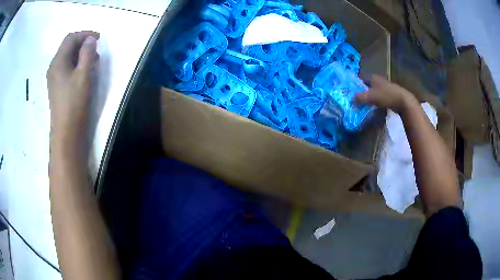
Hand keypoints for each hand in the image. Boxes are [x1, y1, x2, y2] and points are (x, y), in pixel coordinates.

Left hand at [47, 31, 99, 146]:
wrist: (66, 131)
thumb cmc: (74, 103)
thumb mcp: (83, 75)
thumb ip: (87, 54)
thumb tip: (90, 40)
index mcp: (58, 62)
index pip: (70, 38)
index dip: (84, 35)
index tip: (98, 38)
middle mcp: (54, 67)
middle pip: (67, 46)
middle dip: (82, 44)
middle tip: (96, 50)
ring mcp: (54, 78)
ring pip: (67, 57)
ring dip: (80, 54)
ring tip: (92, 61)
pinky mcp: (57, 86)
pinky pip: (66, 68)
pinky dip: (76, 64)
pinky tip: (84, 72)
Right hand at [355, 74, 417, 113]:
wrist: (403, 101)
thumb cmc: (386, 96)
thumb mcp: (371, 96)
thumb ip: (360, 97)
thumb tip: (351, 99)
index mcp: (372, 77)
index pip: (359, 78)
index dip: (354, 84)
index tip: (349, 91)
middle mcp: (377, 80)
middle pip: (365, 85)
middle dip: (360, 92)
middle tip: (354, 100)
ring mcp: (383, 87)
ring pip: (371, 91)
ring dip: (367, 97)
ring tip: (361, 104)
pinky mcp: (387, 94)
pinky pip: (377, 96)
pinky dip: (373, 100)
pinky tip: (371, 106)